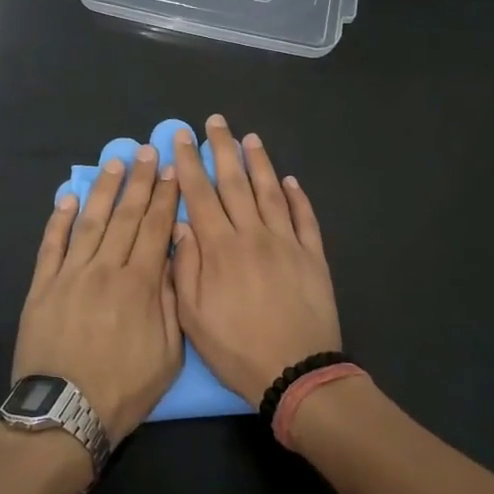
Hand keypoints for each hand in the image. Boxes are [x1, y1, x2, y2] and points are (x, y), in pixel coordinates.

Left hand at [15, 147, 182, 440]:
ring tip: (115, 163)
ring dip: (103, 189)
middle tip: (148, 151)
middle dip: (139, 181)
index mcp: (140, 285)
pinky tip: (68, 197)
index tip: (172, 170)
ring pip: (90, 222)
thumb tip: (172, 256)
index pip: (155, 229)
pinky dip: (60, 219)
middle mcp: (105, 269)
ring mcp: (70, 275)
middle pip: (125, 216)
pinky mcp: (41, 286)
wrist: (64, 415)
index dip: (165, 197)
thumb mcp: (168, 354)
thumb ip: (171, 301)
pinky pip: (51, 245)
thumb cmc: (123, 389)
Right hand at [170, 114, 340, 405]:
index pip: (200, 195)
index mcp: (221, 248)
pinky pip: (304, 218)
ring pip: (271, 192)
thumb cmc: (237, 349)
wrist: (297, 372)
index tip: (181, 137)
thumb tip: (180, 224)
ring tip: (250, 138)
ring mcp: (287, 242)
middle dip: (222, 149)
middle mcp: (254, 235)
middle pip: (235, 183)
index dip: (189, 163)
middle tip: (215, 121)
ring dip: (259, 162)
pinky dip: (297, 197)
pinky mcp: (313, 256)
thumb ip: (184, 267)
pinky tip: (290, 181)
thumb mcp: (193, 317)